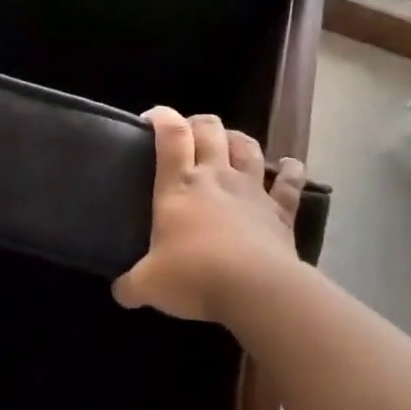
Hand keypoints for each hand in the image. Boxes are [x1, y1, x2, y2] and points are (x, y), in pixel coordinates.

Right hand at [112, 107, 309, 325]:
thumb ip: (130, 285)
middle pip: (210, 130)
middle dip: (198, 123)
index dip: (162, 117)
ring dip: (237, 138)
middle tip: (189, 133)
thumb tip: (119, 292)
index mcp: (178, 185)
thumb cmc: (194, 277)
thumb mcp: (148, 285)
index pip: (171, 135)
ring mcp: (252, 191)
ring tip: (229, 142)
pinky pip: (290, 183)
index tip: (152, 118)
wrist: (256, 290)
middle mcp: (215, 177)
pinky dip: (291, 171)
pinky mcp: (281, 211)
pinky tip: (290, 166)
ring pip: (247, 147)